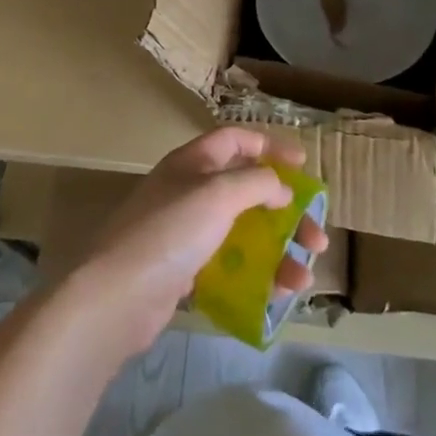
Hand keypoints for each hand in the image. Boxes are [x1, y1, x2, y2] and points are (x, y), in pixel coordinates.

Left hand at [66, 127, 328, 360]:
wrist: (118, 295)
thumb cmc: (171, 231)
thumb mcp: (218, 194)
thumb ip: (256, 183)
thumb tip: (281, 187)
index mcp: (193, 163)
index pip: (236, 140)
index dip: (270, 147)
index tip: (303, 165)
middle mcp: (189, 192)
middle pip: (247, 191)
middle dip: (286, 212)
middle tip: (317, 236)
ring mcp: (185, 233)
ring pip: (243, 234)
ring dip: (278, 251)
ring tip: (304, 277)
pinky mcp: (184, 271)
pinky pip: (230, 267)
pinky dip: (256, 276)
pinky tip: (277, 293)